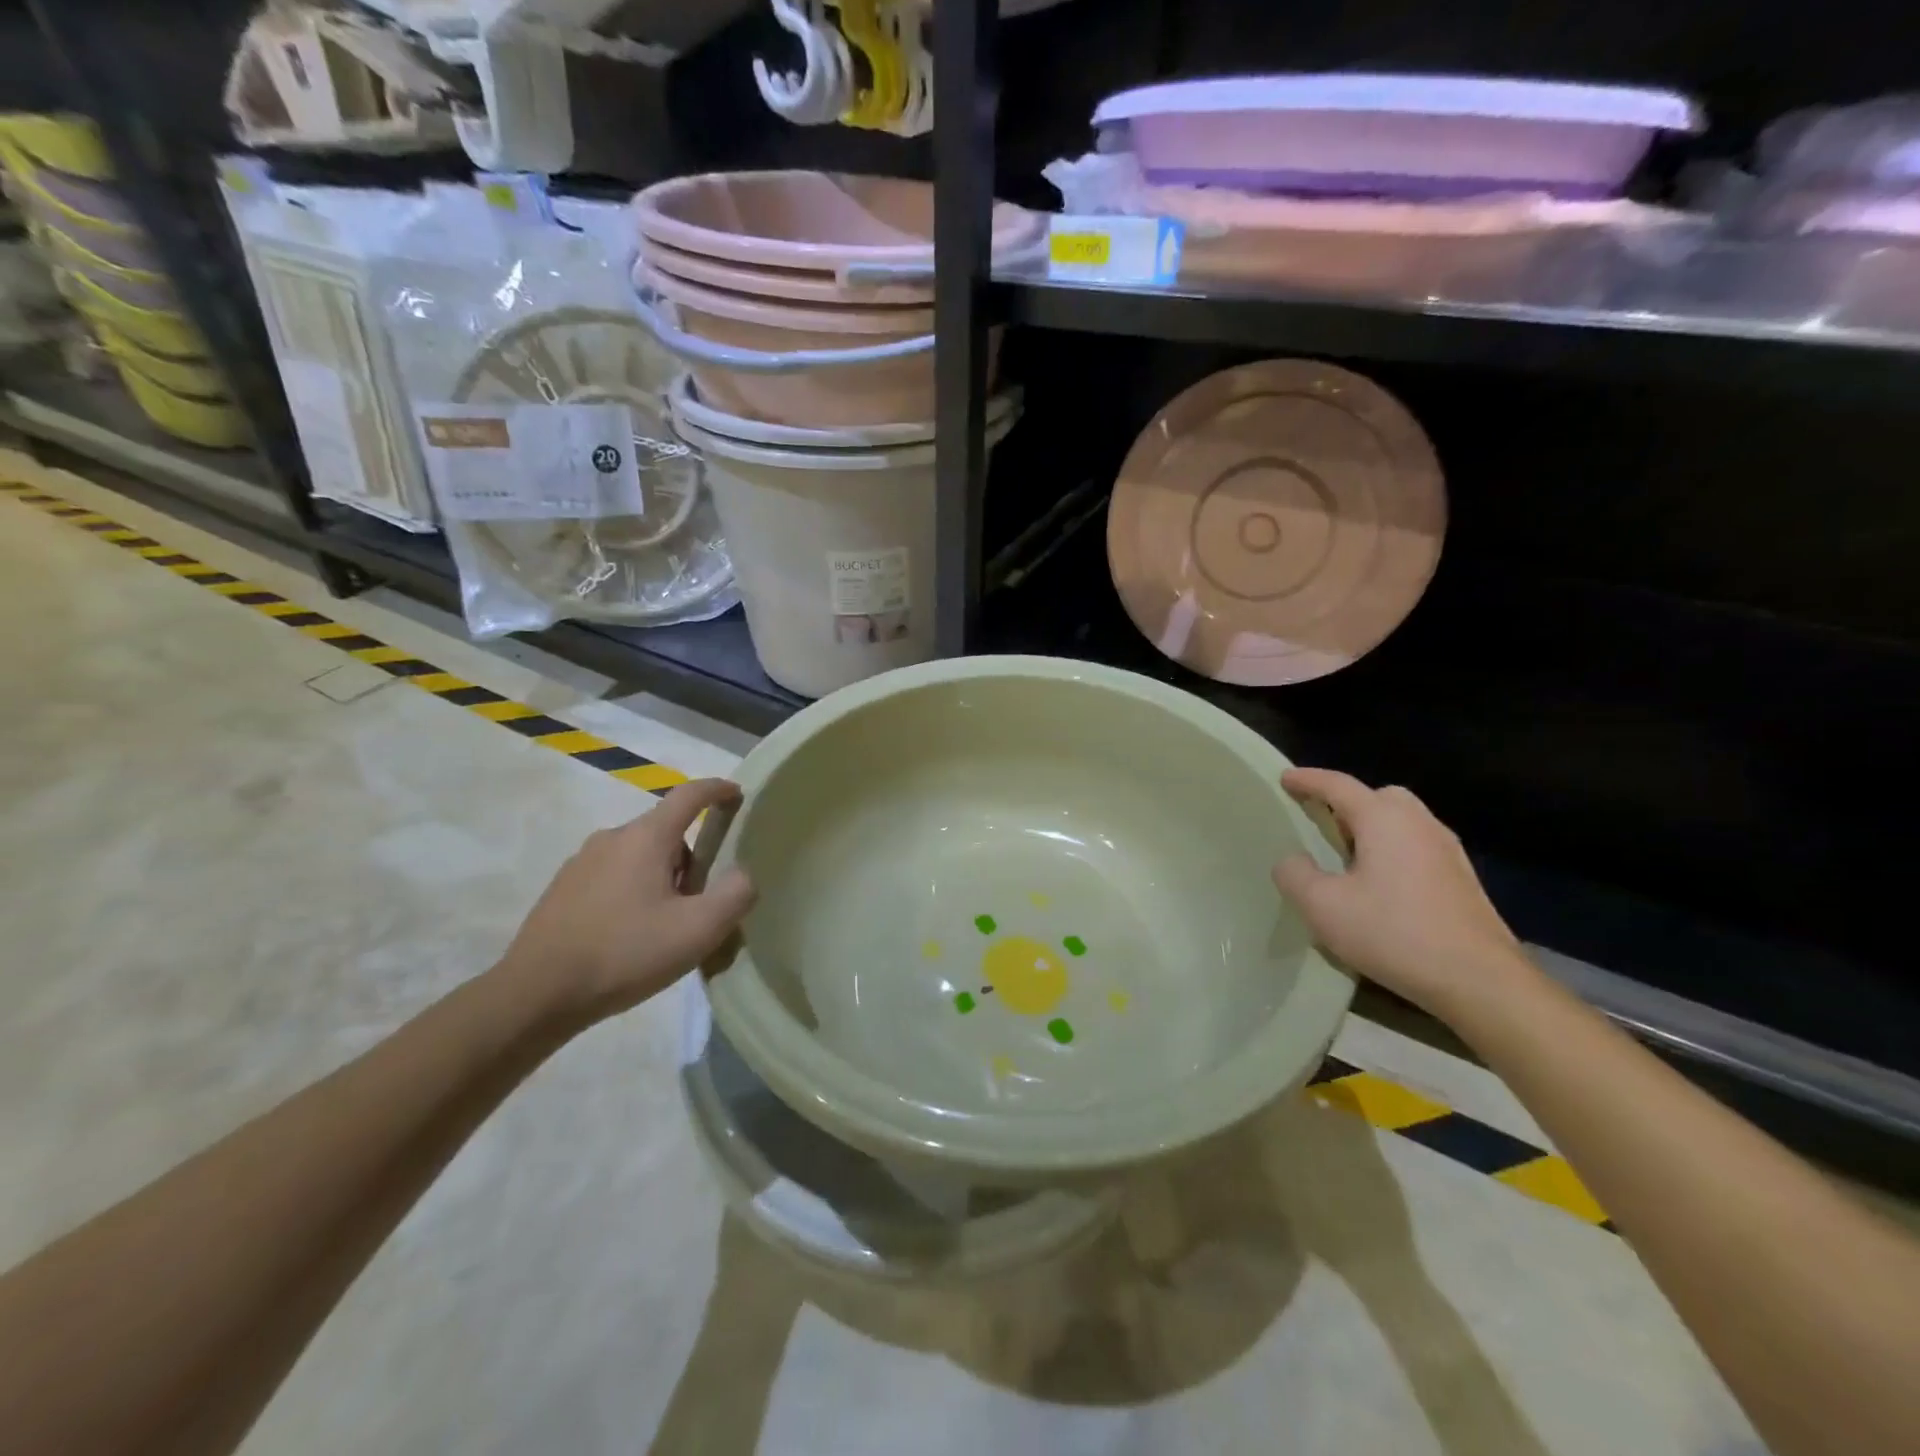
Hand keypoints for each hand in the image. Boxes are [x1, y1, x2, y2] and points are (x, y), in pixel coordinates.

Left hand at [497, 779, 755, 1026]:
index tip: (737, 794)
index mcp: (646, 838)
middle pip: (666, 832)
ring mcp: (581, 862)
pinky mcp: (562, 889)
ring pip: (639, 856)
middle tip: (703, 903)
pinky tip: (631, 936)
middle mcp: (612, 838)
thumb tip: (743, 874)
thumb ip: (735, 894)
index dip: (718, 790)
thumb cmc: (625, 954)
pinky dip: (633, 893)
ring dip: (662, 878)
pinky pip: (613, 876)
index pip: (690, 795)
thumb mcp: (698, 930)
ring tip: (666, 927)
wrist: (535, 996)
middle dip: (692, 858)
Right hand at [1272, 768, 1532, 1020]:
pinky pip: (1417, 846)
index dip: (1307, 780)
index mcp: (1383, 820)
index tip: (1284, 779)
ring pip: (1402, 821)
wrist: (1481, 981)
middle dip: (1346, 802)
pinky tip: (1381, 885)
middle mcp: (1419, 823)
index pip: (1338, 785)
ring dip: (1372, 828)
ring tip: (1347, 857)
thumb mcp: (1322, 907)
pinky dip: (1392, 850)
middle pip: (1378, 796)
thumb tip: (1293, 860)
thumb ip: (1295, 875)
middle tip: (1320, 822)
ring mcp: (1447, 850)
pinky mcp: (1462, 879)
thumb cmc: (1394, 933)